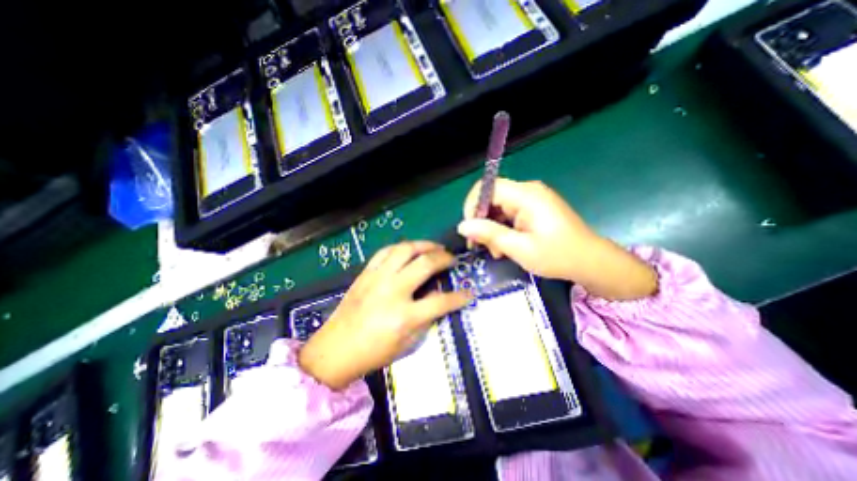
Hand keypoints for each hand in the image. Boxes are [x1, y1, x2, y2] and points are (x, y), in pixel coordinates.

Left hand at [299, 241, 474, 390]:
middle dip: (444, 258)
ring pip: (405, 249)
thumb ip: (426, 320)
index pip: (441, 301)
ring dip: (424, 245)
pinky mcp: (366, 273)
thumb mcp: (407, 344)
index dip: (459, 297)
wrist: (335, 350)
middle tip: (451, 259)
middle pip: (425, 263)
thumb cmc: (374, 353)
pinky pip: (386, 251)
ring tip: (434, 248)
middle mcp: (392, 291)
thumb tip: (439, 300)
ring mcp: (377, 278)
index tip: (469, 293)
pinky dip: (402, 247)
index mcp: (404, 316)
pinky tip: (409, 250)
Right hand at [462, 179, 658, 302]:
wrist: (591, 262)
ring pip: (498, 207)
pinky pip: (509, 213)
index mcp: (526, 195)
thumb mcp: (520, 248)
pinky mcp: (534, 208)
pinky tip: (506, 246)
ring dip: (492, 228)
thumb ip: (490, 234)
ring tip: (497, 251)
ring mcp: (532, 199)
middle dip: (483, 221)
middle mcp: (528, 191)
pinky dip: (503, 229)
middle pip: (492, 198)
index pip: (488, 187)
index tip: (470, 229)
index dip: (473, 205)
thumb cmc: (558, 256)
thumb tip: (462, 226)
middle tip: (484, 246)